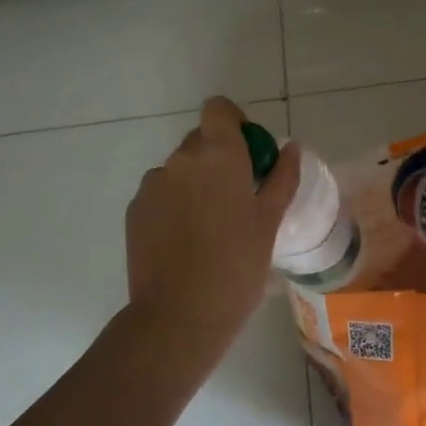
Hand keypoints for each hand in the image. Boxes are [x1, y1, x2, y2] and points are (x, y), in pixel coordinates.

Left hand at [120, 97, 301, 380]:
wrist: (179, 316)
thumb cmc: (236, 266)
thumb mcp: (269, 222)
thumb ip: (281, 178)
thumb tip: (290, 148)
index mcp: (218, 154)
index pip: (219, 109)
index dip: (235, 123)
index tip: (250, 155)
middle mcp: (180, 159)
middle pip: (201, 140)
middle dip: (220, 159)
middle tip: (239, 199)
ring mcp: (152, 184)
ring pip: (180, 170)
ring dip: (196, 184)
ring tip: (211, 228)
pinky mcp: (135, 210)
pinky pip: (161, 194)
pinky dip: (175, 205)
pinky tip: (187, 242)